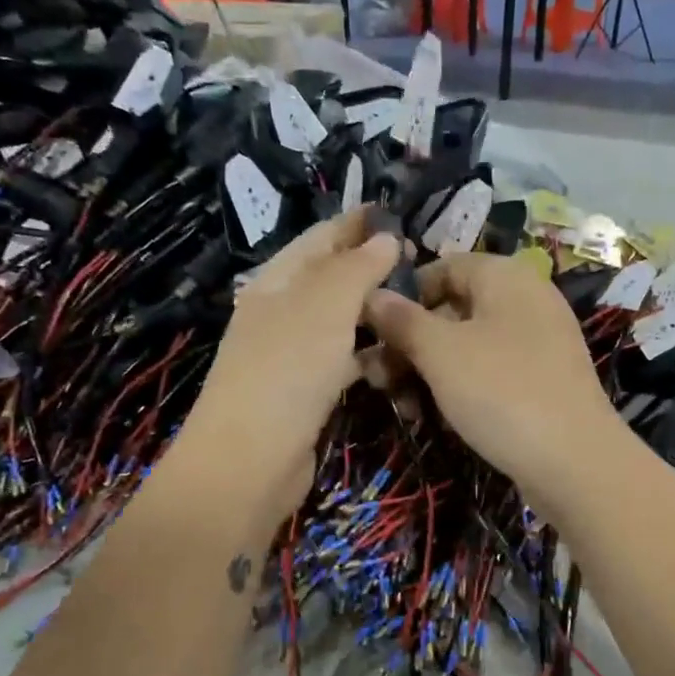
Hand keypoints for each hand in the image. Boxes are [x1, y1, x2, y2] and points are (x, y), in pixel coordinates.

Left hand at [172, 209, 399, 533]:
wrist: (250, 462)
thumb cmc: (287, 370)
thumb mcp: (325, 305)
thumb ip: (358, 267)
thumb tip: (386, 236)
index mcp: (277, 281)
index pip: (320, 239)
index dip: (356, 223)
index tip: (398, 213)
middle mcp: (283, 312)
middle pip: (333, 279)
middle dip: (374, 269)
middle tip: (424, 264)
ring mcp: (295, 354)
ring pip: (344, 322)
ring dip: (378, 314)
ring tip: (422, 307)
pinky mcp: (309, 392)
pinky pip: (347, 361)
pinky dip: (372, 356)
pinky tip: (400, 357)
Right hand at [362, 252, 635, 514]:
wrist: (575, 462)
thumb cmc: (501, 391)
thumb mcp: (440, 352)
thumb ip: (402, 320)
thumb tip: (371, 294)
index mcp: (505, 276)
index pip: (443, 267)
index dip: (404, 295)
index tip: (372, 330)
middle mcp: (525, 299)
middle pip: (452, 309)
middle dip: (409, 342)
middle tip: (376, 378)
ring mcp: (537, 342)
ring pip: (467, 345)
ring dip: (427, 370)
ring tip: (401, 405)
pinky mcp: (541, 379)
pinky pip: (490, 371)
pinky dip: (459, 387)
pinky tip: (434, 417)